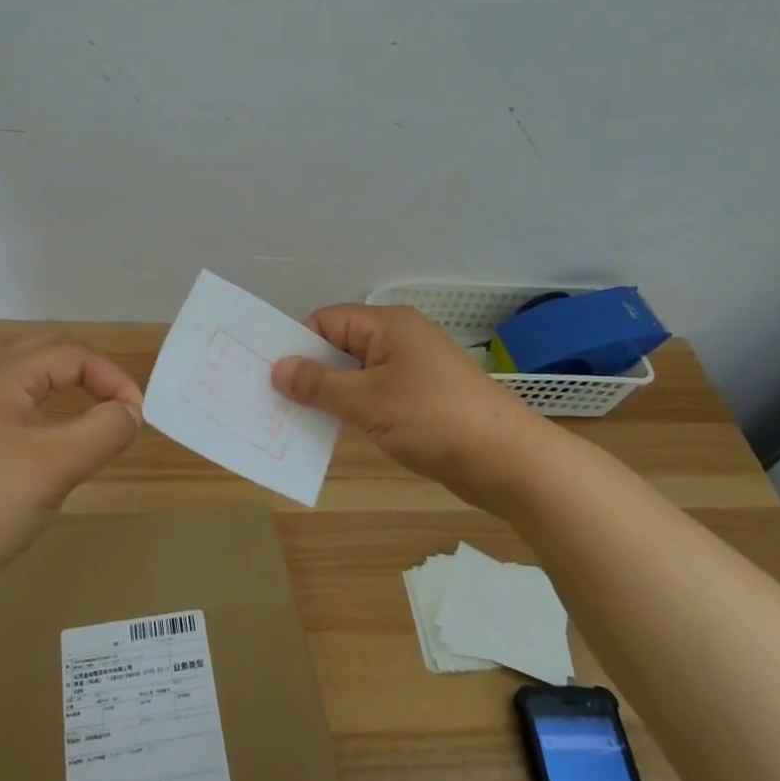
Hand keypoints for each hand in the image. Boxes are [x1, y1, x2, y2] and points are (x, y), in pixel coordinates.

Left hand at [0, 336, 142, 601]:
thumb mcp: (58, 466)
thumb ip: (104, 430)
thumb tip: (130, 412)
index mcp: (2, 373)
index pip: (73, 354)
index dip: (113, 378)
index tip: (138, 417)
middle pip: (46, 351)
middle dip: (89, 372)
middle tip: (118, 406)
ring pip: (24, 372)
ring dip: (62, 382)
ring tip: (88, 408)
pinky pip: (8, 398)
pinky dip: (39, 403)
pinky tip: (46, 435)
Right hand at [272, 304, 551, 516]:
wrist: (507, 460)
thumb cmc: (433, 419)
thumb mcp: (367, 401)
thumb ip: (319, 384)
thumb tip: (277, 368)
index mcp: (387, 325)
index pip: (327, 320)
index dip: (299, 344)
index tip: (272, 375)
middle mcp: (399, 339)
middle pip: (341, 345)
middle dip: (311, 371)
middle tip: (275, 400)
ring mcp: (413, 369)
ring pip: (357, 373)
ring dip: (332, 393)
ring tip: (298, 418)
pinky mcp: (422, 398)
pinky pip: (376, 394)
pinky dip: (355, 408)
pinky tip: (335, 430)